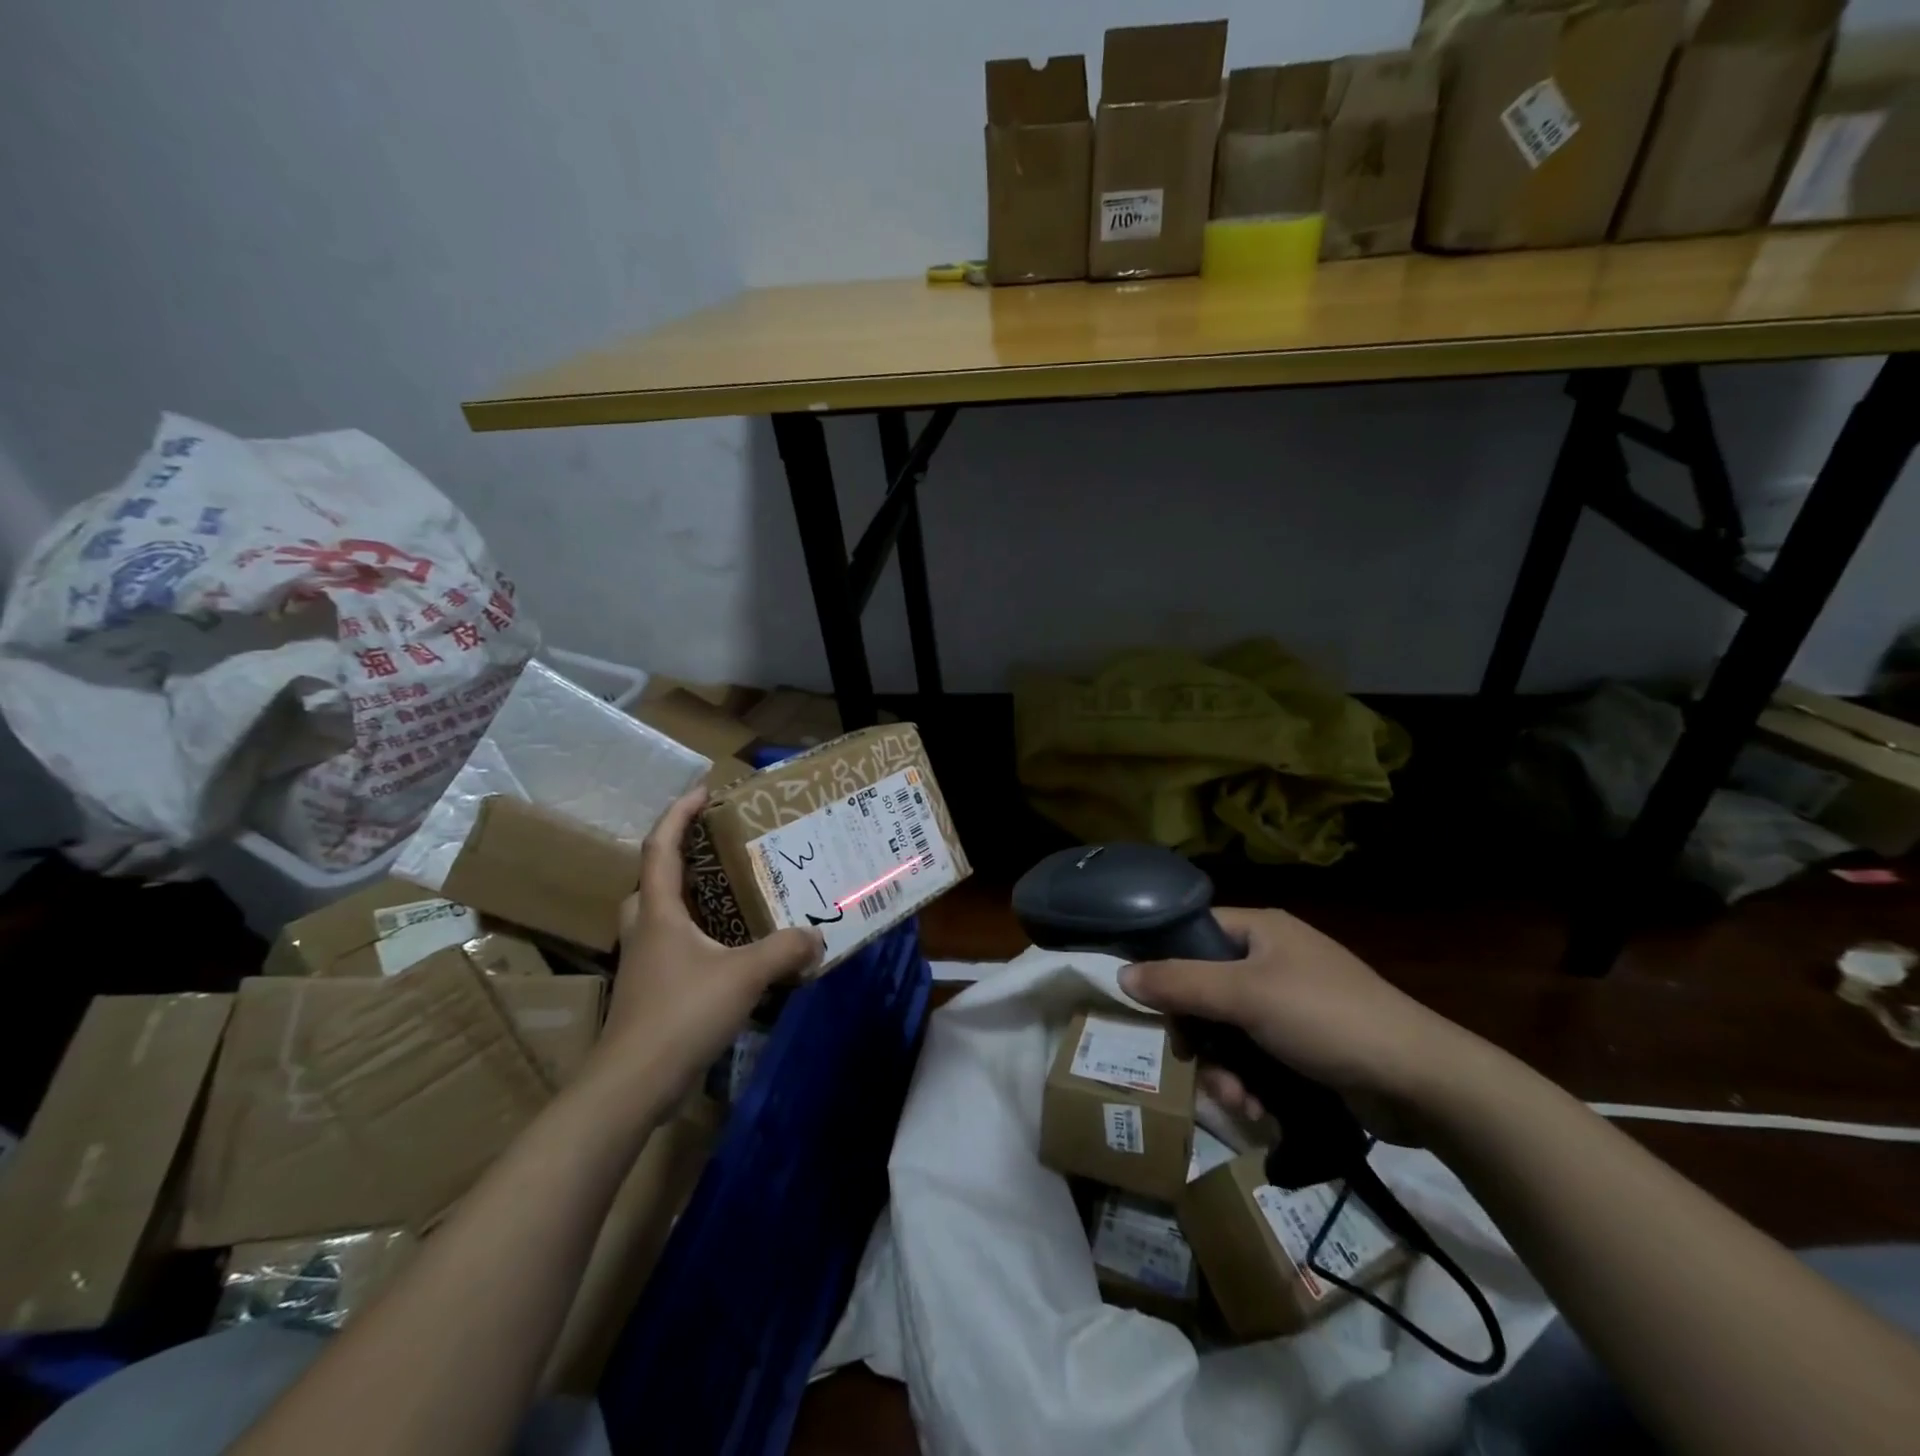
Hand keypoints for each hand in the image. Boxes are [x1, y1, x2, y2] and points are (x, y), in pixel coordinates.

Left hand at [596, 787, 821, 1095]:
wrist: (632, 1084)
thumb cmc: (681, 1013)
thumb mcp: (744, 974)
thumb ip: (785, 949)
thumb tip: (817, 936)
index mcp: (658, 911)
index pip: (662, 846)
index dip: (679, 813)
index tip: (704, 790)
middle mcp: (645, 929)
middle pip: (654, 879)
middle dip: (681, 856)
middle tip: (719, 850)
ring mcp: (644, 962)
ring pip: (661, 916)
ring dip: (689, 898)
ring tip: (730, 895)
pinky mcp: (650, 991)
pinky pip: (673, 946)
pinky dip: (698, 936)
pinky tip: (729, 951)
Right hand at [1119, 906, 1468, 1138]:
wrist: (1422, 1082)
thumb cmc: (1326, 1019)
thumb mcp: (1245, 996)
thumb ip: (1180, 984)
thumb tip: (1121, 975)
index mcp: (1261, 930)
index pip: (1193, 934)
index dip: (1168, 967)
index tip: (1156, 1008)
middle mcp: (1272, 960)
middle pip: (1205, 990)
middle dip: (1199, 1036)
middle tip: (1194, 1063)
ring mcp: (1291, 1004)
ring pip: (1228, 1031)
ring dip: (1223, 1069)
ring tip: (1238, 1102)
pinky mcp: (1306, 1046)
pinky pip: (1256, 1057)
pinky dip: (1250, 1083)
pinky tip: (1258, 1112)